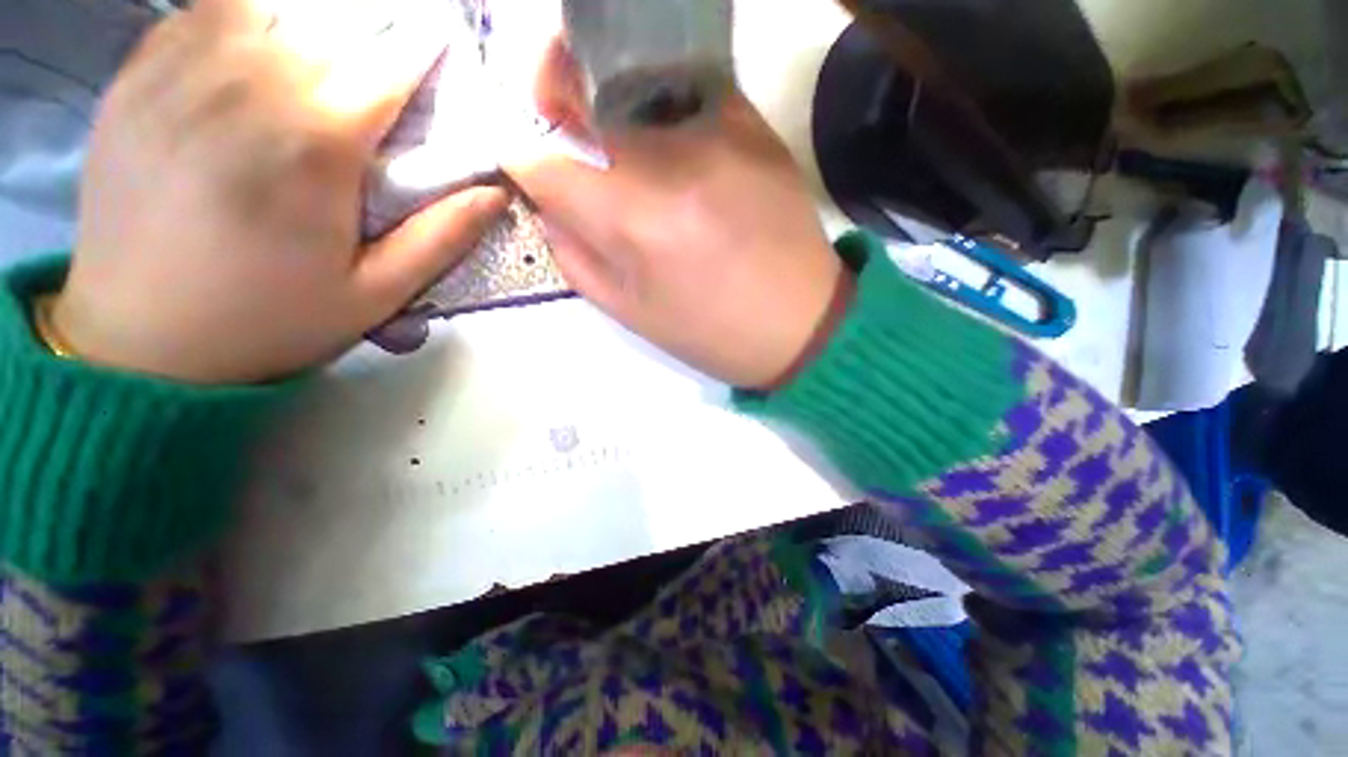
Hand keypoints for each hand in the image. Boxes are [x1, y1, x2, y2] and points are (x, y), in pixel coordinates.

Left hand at [55, 0, 508, 383]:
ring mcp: (178, 76)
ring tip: (320, 59)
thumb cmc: (270, 321)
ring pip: (263, 8)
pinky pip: (199, 14)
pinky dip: (240, 18)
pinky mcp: (134, 81)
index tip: (438, 43)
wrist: (141, 343)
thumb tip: (496, 194)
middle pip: (327, 25)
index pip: (385, 66)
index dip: (420, 49)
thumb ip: (442, 238)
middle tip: (381, 64)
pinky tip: (256, 51)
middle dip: (368, 35)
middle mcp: (244, 89)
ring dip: (305, 23)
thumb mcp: (378, 294)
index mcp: (313, 146)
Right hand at [505, 41, 846, 389]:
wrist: (801, 324)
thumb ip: (574, 253)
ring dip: (607, 100)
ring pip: (630, 80)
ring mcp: (718, 128)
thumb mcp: (631, 311)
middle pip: (580, 89)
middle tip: (563, 128)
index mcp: (635, 219)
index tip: (529, 170)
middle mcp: (671, 157)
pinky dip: (661, 103)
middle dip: (555, 102)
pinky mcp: (753, 122)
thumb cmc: (712, 332)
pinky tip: (672, 144)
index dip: (522, 159)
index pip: (543, 157)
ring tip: (620, 141)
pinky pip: (685, 88)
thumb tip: (546, 203)